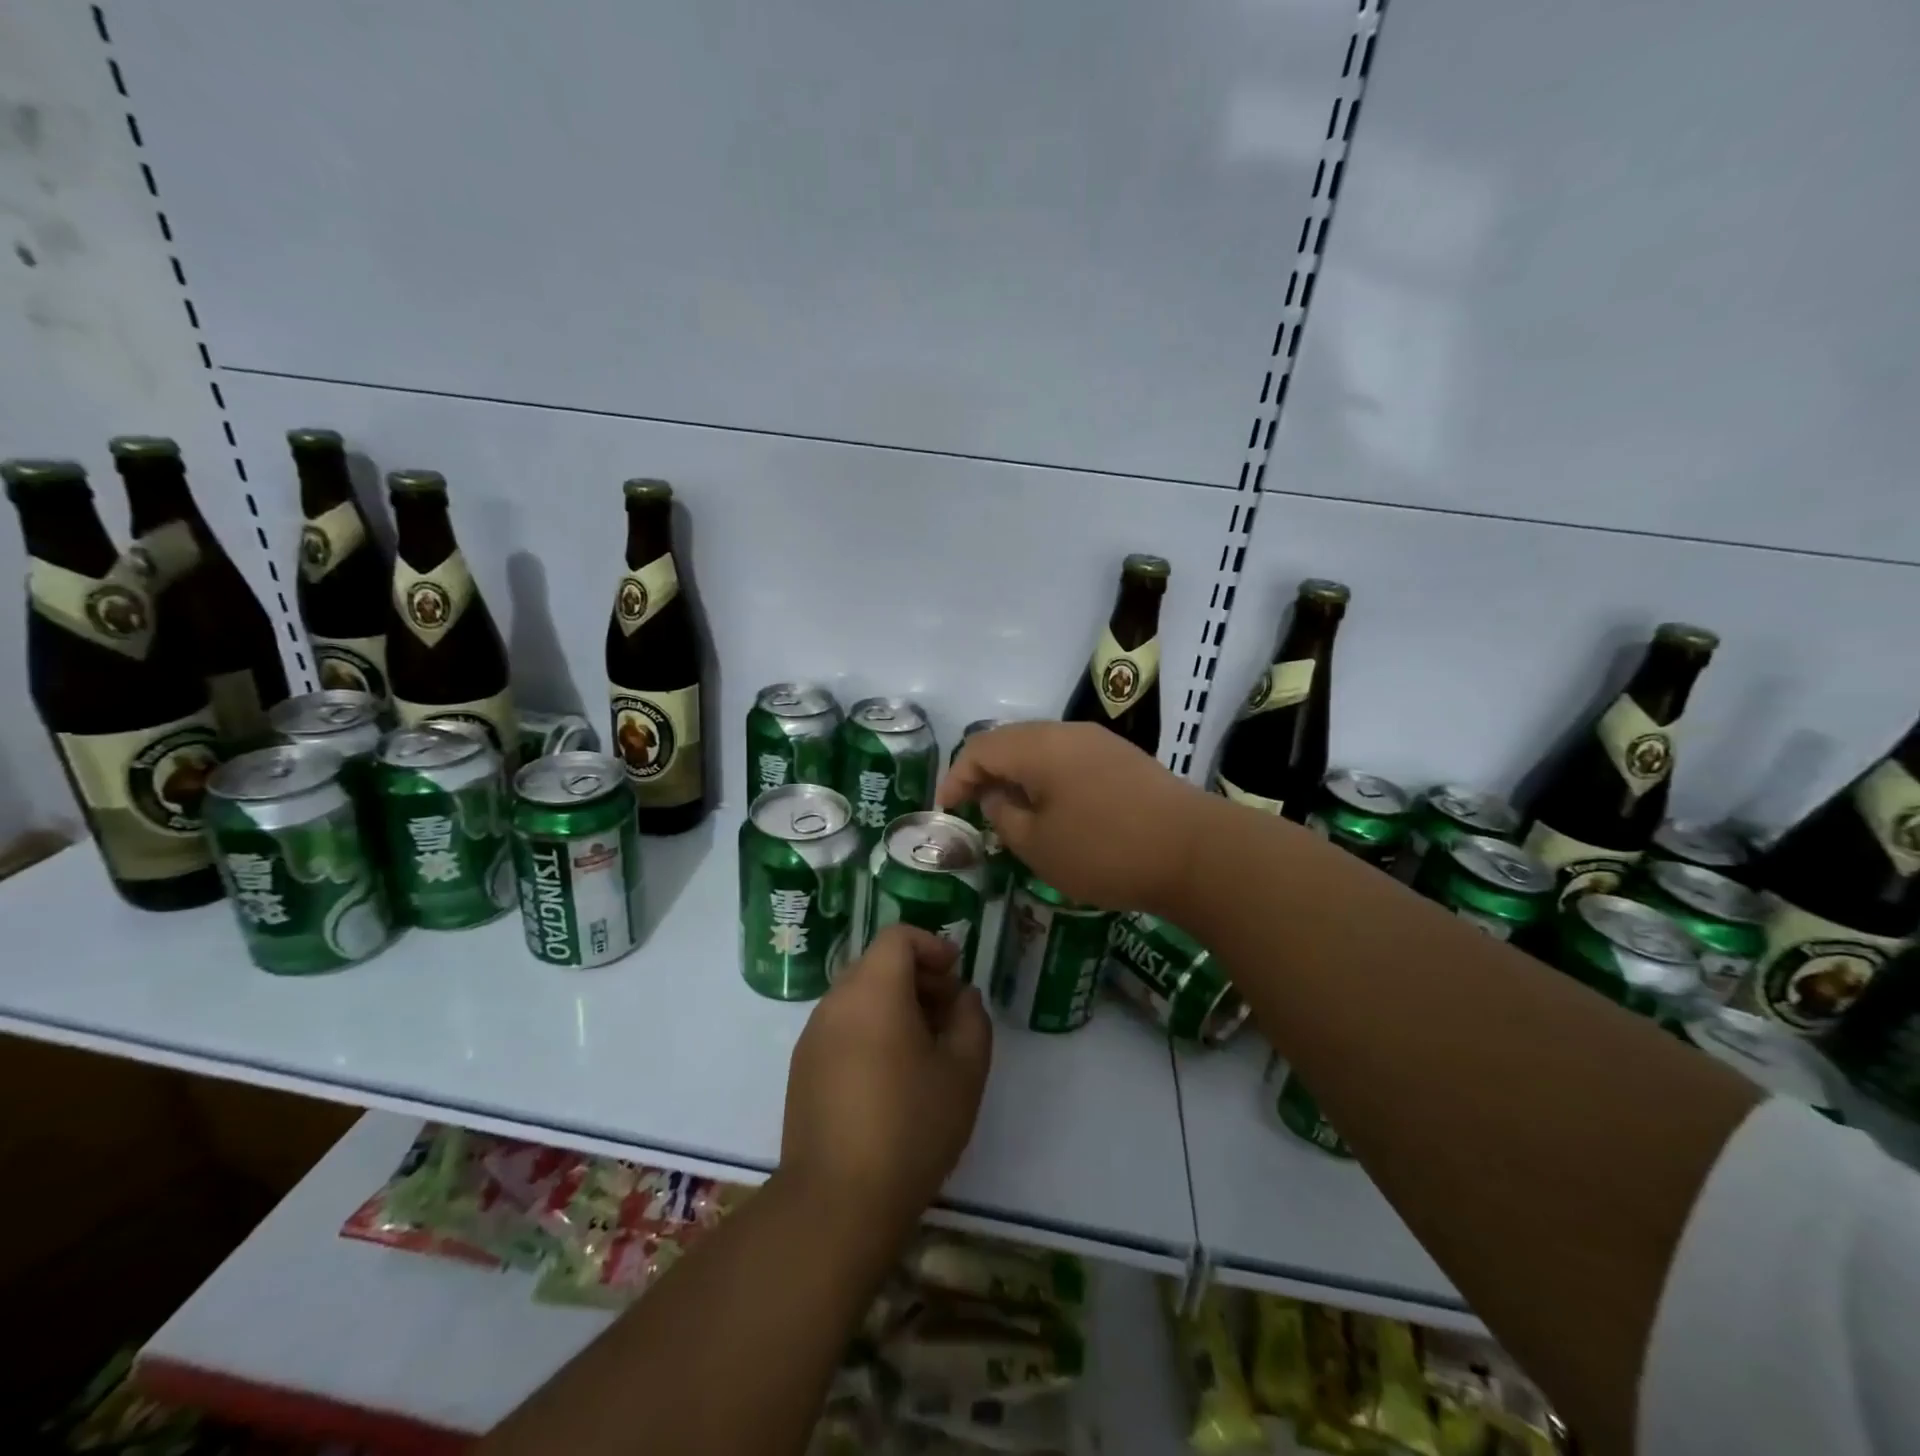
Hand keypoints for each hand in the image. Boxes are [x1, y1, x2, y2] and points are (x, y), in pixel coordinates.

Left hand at [780, 924, 991, 1237]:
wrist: (836, 1203)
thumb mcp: (964, 1072)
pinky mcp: (803, 1068)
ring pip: (859, 995)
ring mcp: (813, 1035)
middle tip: (950, 1013)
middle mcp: (836, 1002)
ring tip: (926, 1047)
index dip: (932, 945)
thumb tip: (962, 997)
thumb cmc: (910, 1128)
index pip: (898, 937)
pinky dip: (871, 1028)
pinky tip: (893, 1075)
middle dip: (918, 977)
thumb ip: (972, 1020)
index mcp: (873, 991)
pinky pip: (842, 1025)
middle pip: (878, 964)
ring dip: (895, 1004)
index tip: (956, 975)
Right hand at [937, 721, 1207, 913]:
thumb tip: (995, 796)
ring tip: (1011, 811)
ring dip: (1018, 775)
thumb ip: (1004, 816)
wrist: (1195, 851)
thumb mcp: (1038, 845)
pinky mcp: (1123, 758)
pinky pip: (1068, 758)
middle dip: (985, 772)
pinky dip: (1047, 778)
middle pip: (1010, 740)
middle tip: (974, 807)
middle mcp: (1066, 732)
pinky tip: (1054, 809)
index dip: (955, 777)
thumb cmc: (1105, 850)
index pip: (979, 748)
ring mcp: (1099, 741)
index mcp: (1038, 746)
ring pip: (1041, 748)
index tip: (946, 810)